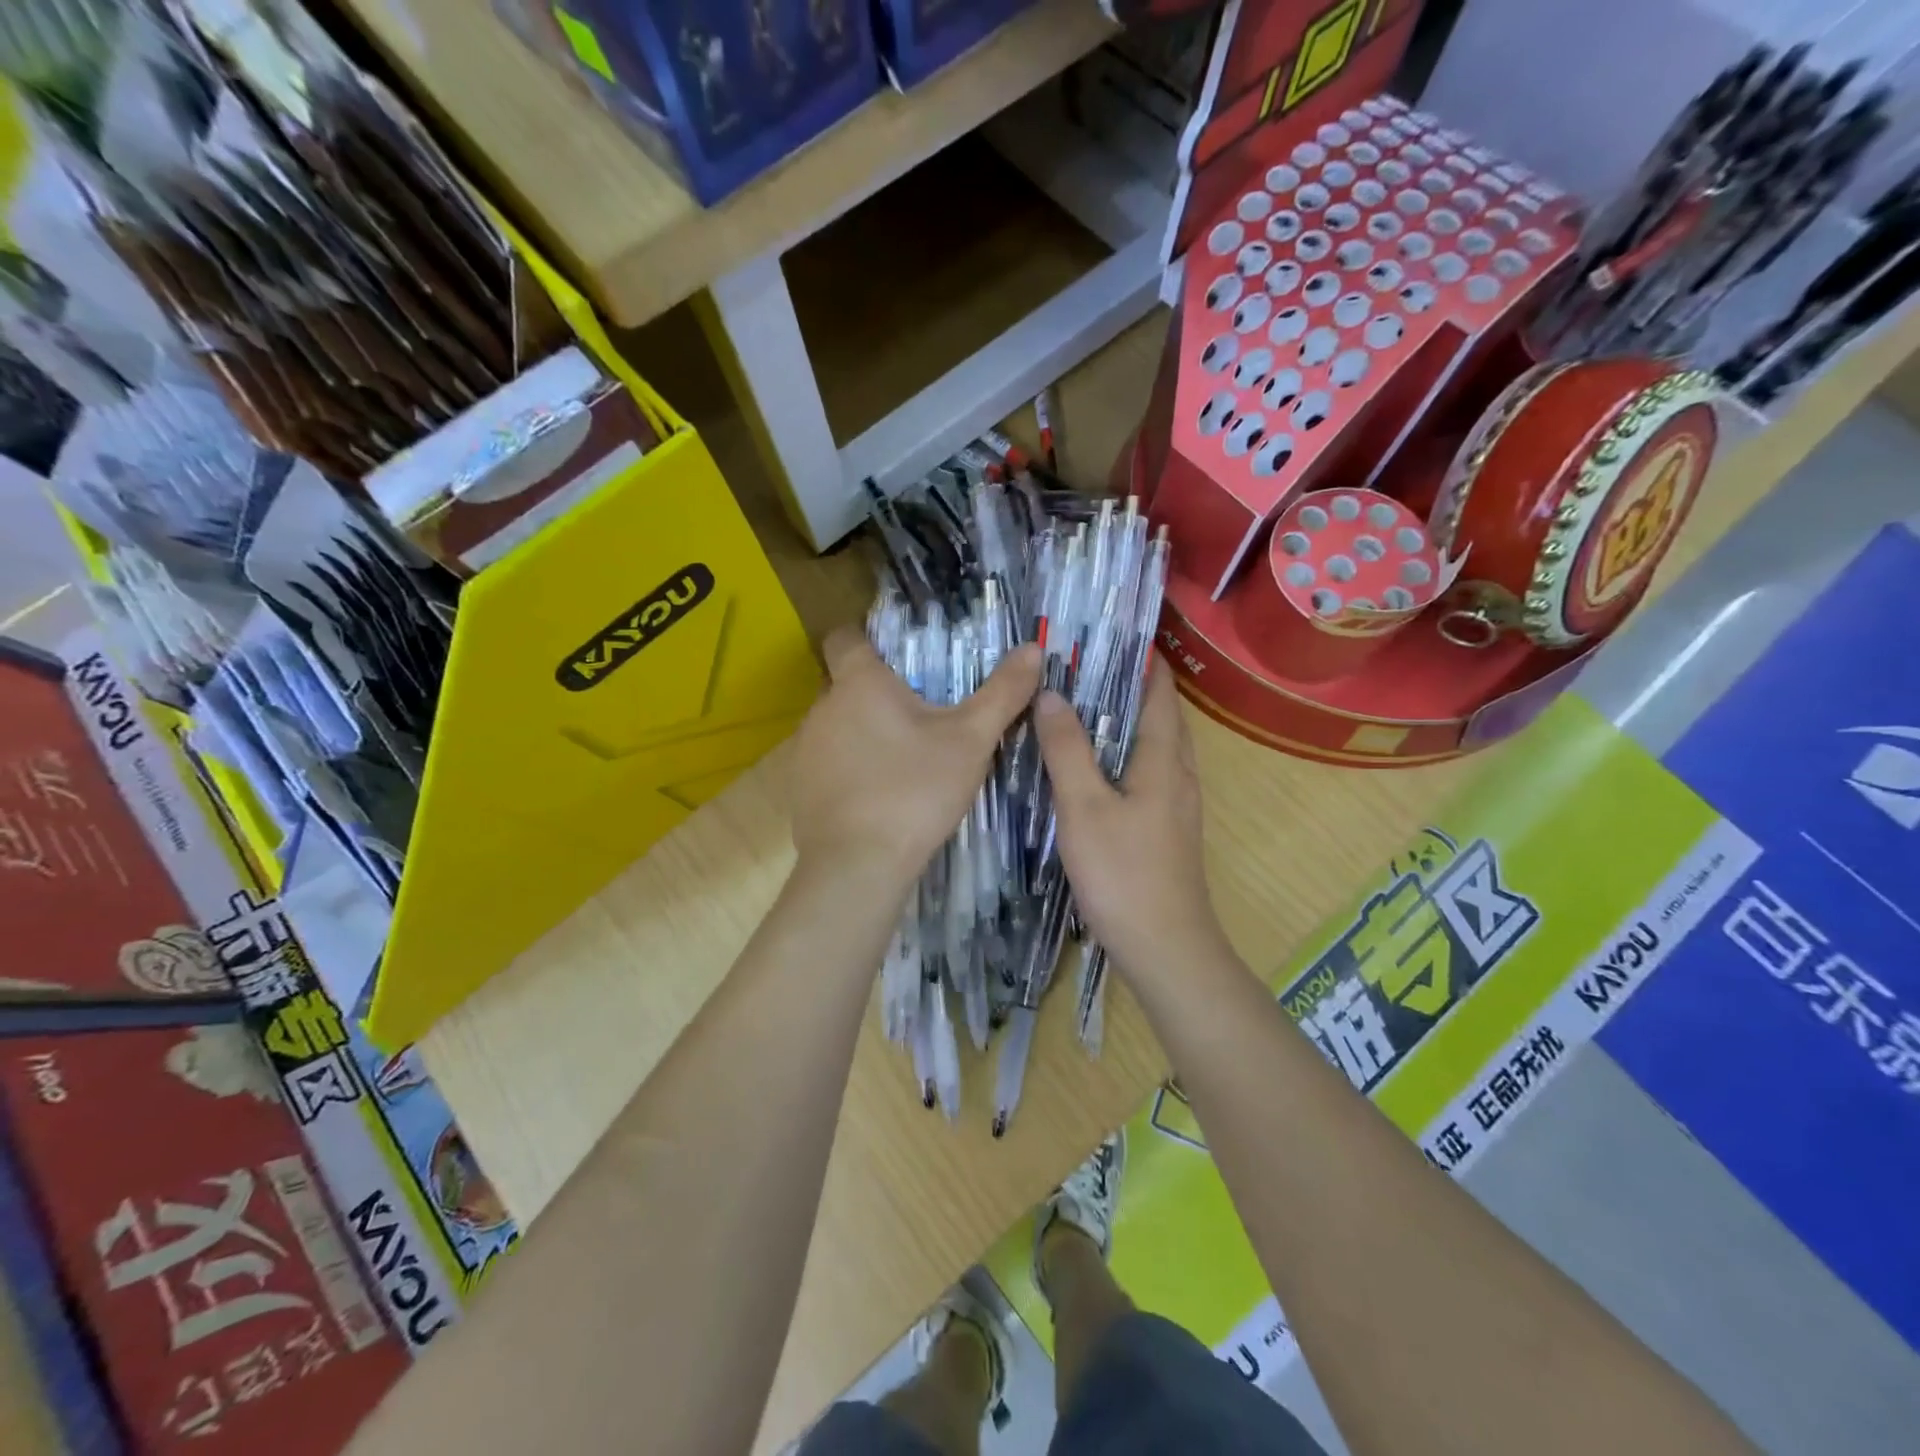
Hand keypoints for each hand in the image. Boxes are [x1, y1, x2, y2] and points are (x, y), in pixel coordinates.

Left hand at [789, 627, 1040, 893]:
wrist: (859, 864)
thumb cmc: (915, 791)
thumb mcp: (971, 741)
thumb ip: (1002, 693)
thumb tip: (1033, 649)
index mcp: (859, 683)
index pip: (845, 637)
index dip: (865, 637)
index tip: (894, 655)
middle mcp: (822, 708)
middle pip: (844, 685)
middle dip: (875, 693)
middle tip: (917, 714)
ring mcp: (804, 749)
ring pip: (835, 726)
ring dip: (860, 733)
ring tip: (899, 760)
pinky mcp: (797, 788)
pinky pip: (824, 763)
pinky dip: (846, 769)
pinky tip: (874, 796)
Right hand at [1032, 656, 1229, 982]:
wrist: (1165, 948)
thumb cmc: (1124, 873)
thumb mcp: (1084, 807)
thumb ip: (1067, 750)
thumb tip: (1051, 694)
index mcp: (1164, 759)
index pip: (1160, 691)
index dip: (1143, 658)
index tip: (1111, 633)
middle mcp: (1179, 775)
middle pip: (1161, 716)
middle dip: (1131, 685)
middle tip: (1084, 666)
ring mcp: (1176, 805)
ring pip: (1155, 747)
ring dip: (1127, 721)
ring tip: (1083, 707)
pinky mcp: (1166, 830)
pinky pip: (1148, 774)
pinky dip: (1125, 755)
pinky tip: (1094, 767)